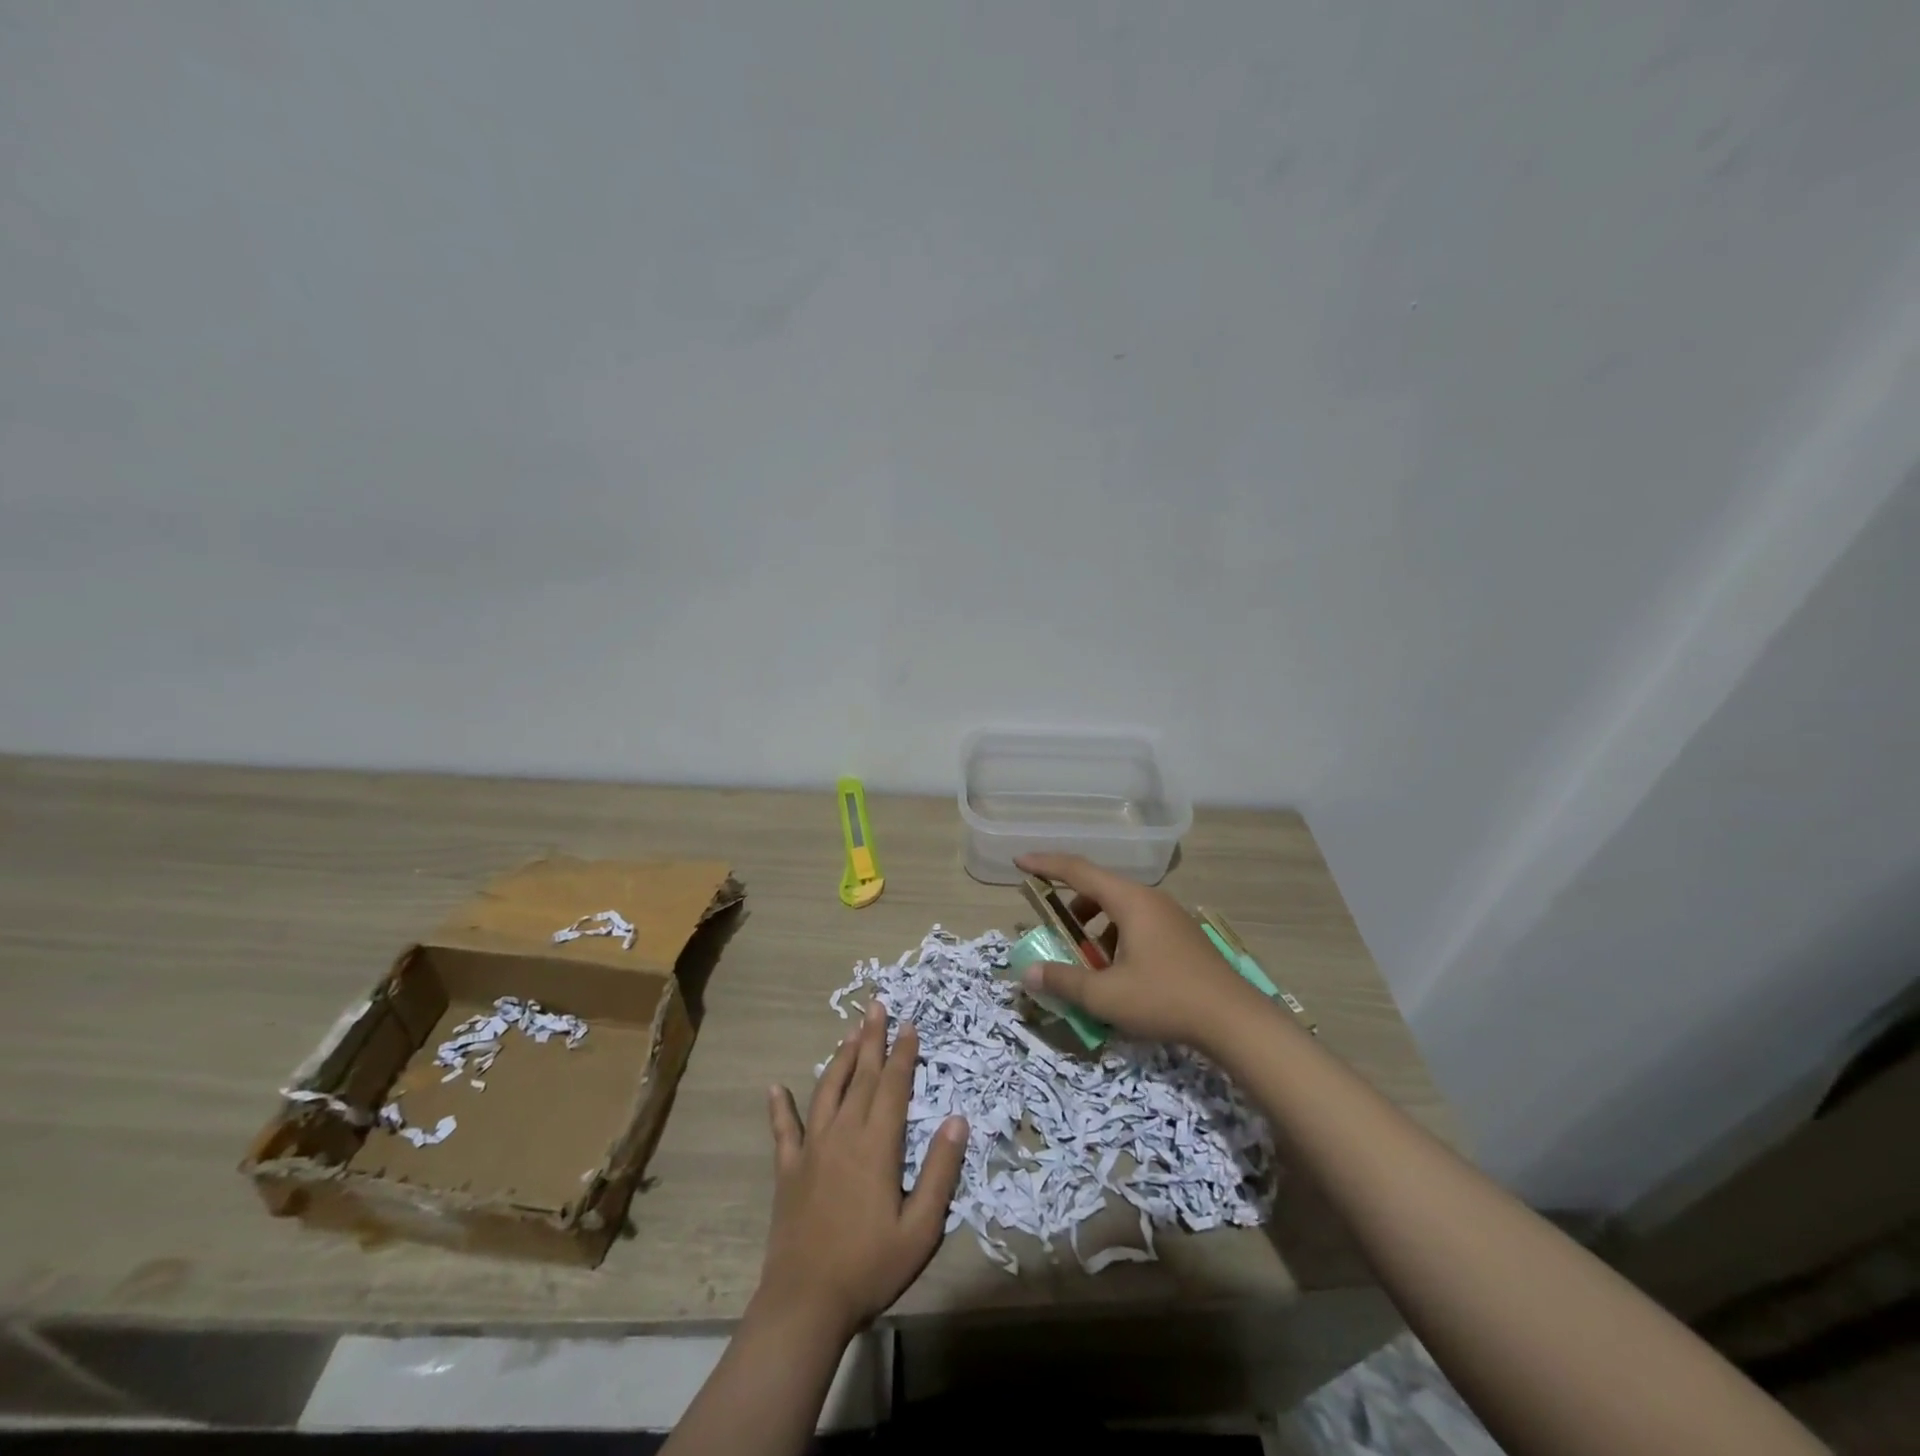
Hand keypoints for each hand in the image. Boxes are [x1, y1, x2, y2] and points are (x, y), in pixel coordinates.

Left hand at [755, 1000, 966, 1339]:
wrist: (805, 1303)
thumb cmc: (870, 1266)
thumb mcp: (921, 1227)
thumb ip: (940, 1171)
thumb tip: (958, 1119)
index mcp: (877, 1145)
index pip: (894, 1086)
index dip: (903, 1053)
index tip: (909, 1024)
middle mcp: (843, 1134)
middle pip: (861, 1076)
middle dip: (871, 1039)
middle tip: (876, 1006)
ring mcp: (811, 1149)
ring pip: (827, 1090)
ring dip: (839, 1059)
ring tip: (849, 1033)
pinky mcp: (788, 1169)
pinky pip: (783, 1130)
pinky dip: (780, 1107)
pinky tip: (775, 1088)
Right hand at [1015, 852, 1264, 1050]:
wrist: (1235, 1021)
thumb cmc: (1165, 999)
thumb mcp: (1105, 996)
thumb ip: (1063, 981)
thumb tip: (1028, 973)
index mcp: (1130, 901)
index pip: (1078, 870)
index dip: (1046, 864)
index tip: (1020, 862)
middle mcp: (1150, 899)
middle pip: (1100, 888)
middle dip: (1071, 905)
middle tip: (1054, 926)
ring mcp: (1170, 916)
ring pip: (1121, 908)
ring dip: (1096, 925)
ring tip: (1087, 958)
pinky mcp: (1182, 936)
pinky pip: (1139, 923)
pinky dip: (1117, 936)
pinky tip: (1120, 972)